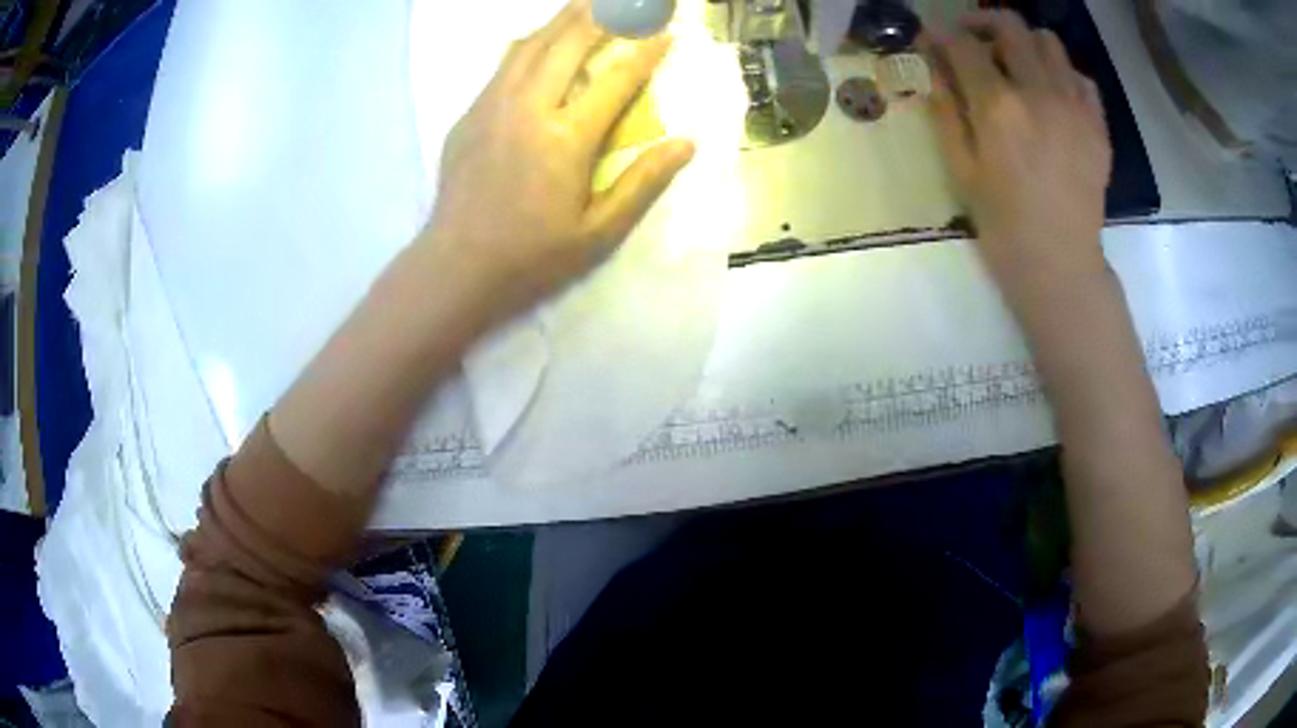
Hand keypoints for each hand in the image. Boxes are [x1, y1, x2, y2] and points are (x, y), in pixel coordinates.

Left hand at [421, 0, 694, 324]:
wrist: (455, 267)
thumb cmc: (532, 256)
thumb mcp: (599, 232)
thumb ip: (643, 182)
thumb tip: (686, 143)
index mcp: (566, 138)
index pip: (617, 79)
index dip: (646, 52)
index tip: (666, 33)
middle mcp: (528, 108)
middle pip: (568, 44)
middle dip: (601, 16)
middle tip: (624, 3)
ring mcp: (492, 106)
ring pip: (530, 45)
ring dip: (561, 20)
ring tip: (585, 5)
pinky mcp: (469, 115)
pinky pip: (503, 65)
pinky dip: (528, 44)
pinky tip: (537, 39)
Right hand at [927, 11, 1111, 292]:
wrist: (1060, 265)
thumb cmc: (1003, 225)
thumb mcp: (960, 169)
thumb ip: (946, 109)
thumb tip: (934, 66)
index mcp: (998, 106)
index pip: (963, 44)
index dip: (942, 36)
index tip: (934, 41)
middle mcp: (1038, 92)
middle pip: (1009, 25)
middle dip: (983, 22)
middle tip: (973, 40)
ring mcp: (1074, 107)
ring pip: (1049, 42)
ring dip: (1025, 44)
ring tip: (1017, 66)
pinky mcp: (1098, 125)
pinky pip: (1081, 77)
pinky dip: (1062, 74)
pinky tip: (1052, 95)